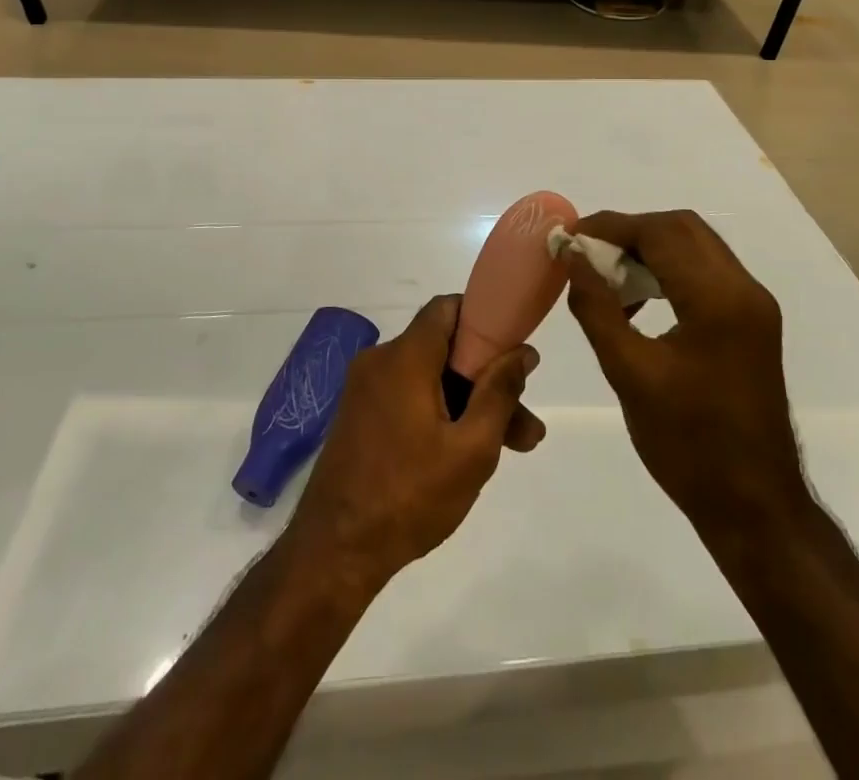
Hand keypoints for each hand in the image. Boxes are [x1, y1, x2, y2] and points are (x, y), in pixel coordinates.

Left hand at [289, 295, 542, 584]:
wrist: (334, 552)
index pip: (448, 307)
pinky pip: (409, 396)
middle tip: (524, 424)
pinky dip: (440, 413)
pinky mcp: (360, 415)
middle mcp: (381, 360)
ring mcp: (366, 388)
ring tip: (512, 448)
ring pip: (431, 378)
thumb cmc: (408, 497)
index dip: (485, 319)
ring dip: (469, 404)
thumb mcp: (471, 449)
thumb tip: (522, 350)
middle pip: (445, 349)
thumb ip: (500, 393)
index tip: (513, 350)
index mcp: (405, 357)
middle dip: (487, 380)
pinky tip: (467, 453)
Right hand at [564, 212, 806, 560]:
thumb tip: (572, 257)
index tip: (571, 237)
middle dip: (631, 232)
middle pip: (682, 228)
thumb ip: (596, 307)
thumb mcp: (629, 374)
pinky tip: (638, 303)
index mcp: (718, 299)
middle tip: (587, 253)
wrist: (755, 507)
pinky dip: (668, 271)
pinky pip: (705, 274)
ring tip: (606, 277)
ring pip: (695, 247)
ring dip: (649, 250)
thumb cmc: (688, 445)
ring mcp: (753, 306)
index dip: (611, 226)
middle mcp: (744, 289)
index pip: (661, 232)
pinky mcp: (751, 323)